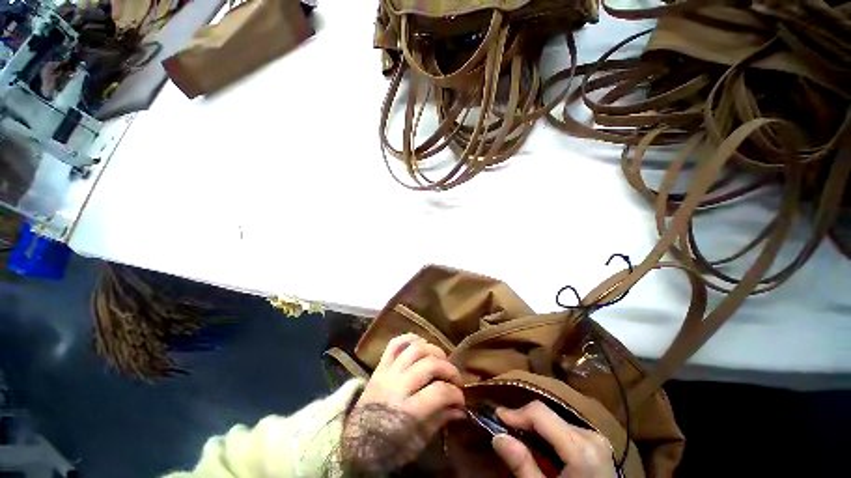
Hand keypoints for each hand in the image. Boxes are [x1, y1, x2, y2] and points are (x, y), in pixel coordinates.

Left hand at [343, 334, 464, 471]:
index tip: (461, 402)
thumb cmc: (387, 449)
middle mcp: (395, 387)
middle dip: (450, 372)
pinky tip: (424, 350)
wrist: (354, 444)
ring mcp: (384, 375)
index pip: (441, 391)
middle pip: (430, 364)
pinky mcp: (377, 370)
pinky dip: (411, 341)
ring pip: (415, 349)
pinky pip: (395, 345)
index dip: (457, 395)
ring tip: (441, 367)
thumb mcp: (417, 442)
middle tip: (456, 384)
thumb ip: (439, 421)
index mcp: (406, 410)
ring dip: (434, 354)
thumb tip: (460, 409)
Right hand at [492, 401, 616, 477]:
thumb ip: (522, 464)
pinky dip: (553, 436)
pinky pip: (572, 432)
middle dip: (526, 422)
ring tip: (520, 444)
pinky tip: (542, 451)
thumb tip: (498, 437)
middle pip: (552, 417)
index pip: (542, 414)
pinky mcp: (600, 443)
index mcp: (579, 447)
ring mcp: (599, 438)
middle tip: (503, 434)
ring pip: (561, 423)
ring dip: (539, 430)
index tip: (494, 418)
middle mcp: (592, 435)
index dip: (516, 413)